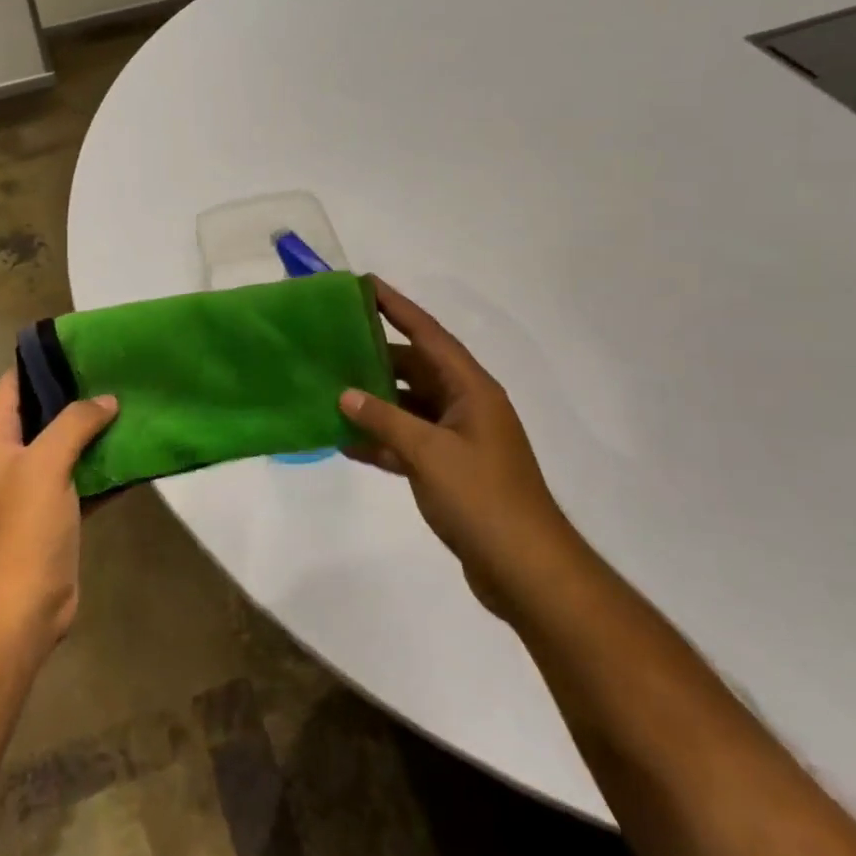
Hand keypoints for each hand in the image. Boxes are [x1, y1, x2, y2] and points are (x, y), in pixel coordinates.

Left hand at [0, 370, 117, 650]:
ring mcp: (36, 486)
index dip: (39, 362)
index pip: (13, 385)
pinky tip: (135, 448)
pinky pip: (85, 476)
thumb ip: (75, 423)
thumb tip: (106, 400)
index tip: (78, 344)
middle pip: (44, 413)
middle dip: (76, 393)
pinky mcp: (60, 512)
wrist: (23, 606)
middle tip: (115, 369)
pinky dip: (105, 464)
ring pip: (68, 445)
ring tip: (131, 400)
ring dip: (95, 428)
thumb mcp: (46, 463)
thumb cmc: (24, 525)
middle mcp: (12, 457)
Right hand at [340, 279, 577, 622]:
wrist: (526, 570)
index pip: (428, 334)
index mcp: (471, 389)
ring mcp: (457, 439)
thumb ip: (385, 419)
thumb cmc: (482, 498)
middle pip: (415, 368)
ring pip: (407, 406)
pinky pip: (407, 441)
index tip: (365, 284)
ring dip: (374, 400)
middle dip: (376, 355)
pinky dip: (381, 439)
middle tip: (333, 340)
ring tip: (330, 386)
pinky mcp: (448, 471)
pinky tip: (345, 439)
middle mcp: (465, 405)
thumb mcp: (429, 453)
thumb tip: (345, 393)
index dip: (397, 307)